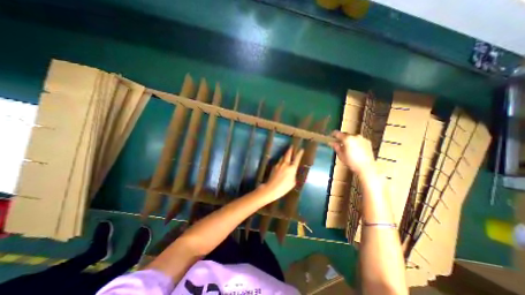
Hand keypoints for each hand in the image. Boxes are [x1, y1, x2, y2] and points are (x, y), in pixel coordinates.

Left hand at [267, 146, 303, 197]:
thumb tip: (292, 172)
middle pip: (288, 154)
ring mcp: (279, 164)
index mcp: (292, 168)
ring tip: (287, 154)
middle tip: (292, 146)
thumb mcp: (293, 183)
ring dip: (285, 155)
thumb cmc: (284, 187)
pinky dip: (281, 161)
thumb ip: (294, 175)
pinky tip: (281, 163)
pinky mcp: (274, 166)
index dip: (300, 153)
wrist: (272, 188)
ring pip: (282, 157)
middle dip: (290, 149)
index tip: (301, 149)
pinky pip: (279, 162)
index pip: (297, 159)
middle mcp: (285, 164)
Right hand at [329, 132, 375, 177]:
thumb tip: (331, 142)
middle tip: (338, 143)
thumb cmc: (351, 161)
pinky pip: (358, 140)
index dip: (333, 134)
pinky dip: (355, 142)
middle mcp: (355, 136)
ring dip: (348, 140)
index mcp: (347, 138)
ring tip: (346, 147)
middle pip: (345, 134)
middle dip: (341, 138)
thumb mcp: (340, 155)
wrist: (366, 167)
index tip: (330, 136)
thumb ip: (335, 146)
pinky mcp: (368, 142)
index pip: (337, 133)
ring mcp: (362, 138)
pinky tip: (354, 149)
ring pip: (352, 137)